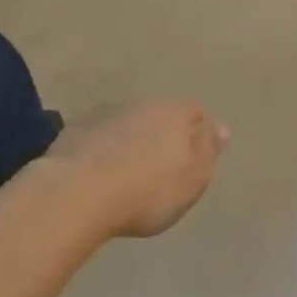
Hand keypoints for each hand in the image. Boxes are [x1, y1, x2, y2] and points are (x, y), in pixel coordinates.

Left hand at [47, 101, 226, 238]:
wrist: (78, 192)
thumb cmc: (147, 191)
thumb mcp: (191, 178)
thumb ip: (207, 150)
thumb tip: (220, 126)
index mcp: (174, 114)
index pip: (194, 111)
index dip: (197, 129)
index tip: (195, 153)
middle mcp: (141, 104)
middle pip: (159, 114)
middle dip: (161, 133)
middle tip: (160, 165)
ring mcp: (106, 114)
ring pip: (127, 121)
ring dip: (131, 139)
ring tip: (127, 170)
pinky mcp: (77, 129)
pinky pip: (99, 134)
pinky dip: (103, 147)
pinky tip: (97, 171)